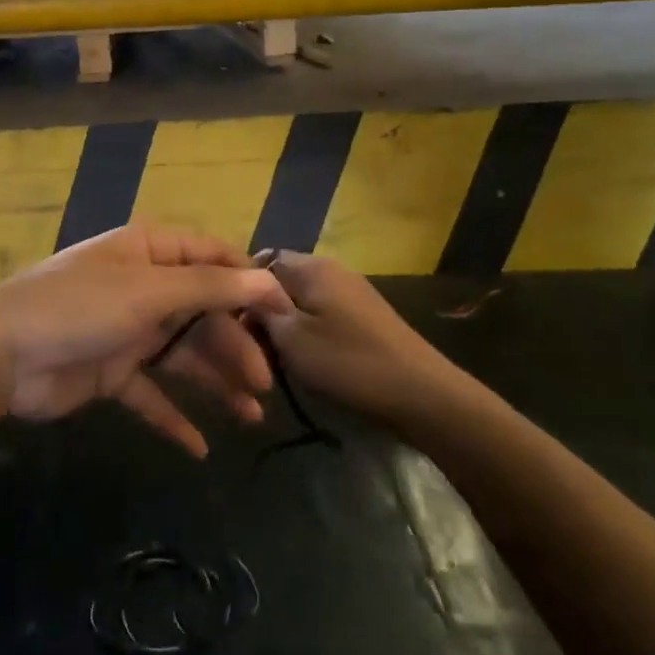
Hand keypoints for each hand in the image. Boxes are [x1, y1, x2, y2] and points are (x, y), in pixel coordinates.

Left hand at [0, 225, 290, 457]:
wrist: (2, 354)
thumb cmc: (79, 306)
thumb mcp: (148, 290)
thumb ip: (210, 287)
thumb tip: (269, 279)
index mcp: (150, 252)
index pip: (213, 258)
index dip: (251, 282)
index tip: (287, 315)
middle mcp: (143, 287)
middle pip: (203, 312)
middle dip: (235, 344)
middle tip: (264, 382)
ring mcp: (127, 331)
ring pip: (183, 355)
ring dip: (215, 382)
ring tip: (250, 415)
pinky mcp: (111, 373)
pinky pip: (152, 394)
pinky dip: (174, 417)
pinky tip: (200, 446)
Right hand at [256, 251, 452, 422]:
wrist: (421, 393)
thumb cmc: (349, 362)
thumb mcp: (292, 339)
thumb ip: (261, 311)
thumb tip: (244, 295)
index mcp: (311, 266)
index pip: (259, 261)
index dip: (241, 290)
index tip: (233, 324)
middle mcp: (331, 268)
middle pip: (280, 280)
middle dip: (264, 311)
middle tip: (254, 348)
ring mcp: (350, 290)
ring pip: (300, 299)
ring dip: (286, 325)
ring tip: (278, 358)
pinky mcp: (364, 314)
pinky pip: (321, 313)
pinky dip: (309, 332)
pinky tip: (308, 360)